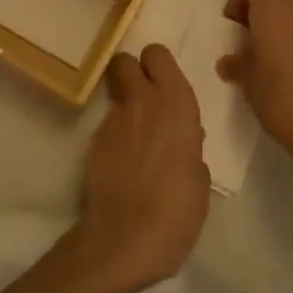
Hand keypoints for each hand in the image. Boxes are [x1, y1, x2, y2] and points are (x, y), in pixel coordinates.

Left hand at [75, 46, 209, 290]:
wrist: (126, 238)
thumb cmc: (178, 209)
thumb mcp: (199, 177)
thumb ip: (190, 146)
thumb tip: (183, 139)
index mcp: (175, 103)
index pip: (157, 54)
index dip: (157, 65)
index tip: (163, 83)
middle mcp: (142, 100)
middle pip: (125, 60)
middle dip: (131, 72)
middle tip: (144, 97)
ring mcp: (113, 119)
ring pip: (114, 93)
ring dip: (124, 106)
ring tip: (135, 139)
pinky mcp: (93, 141)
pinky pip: (106, 125)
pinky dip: (114, 136)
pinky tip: (123, 164)